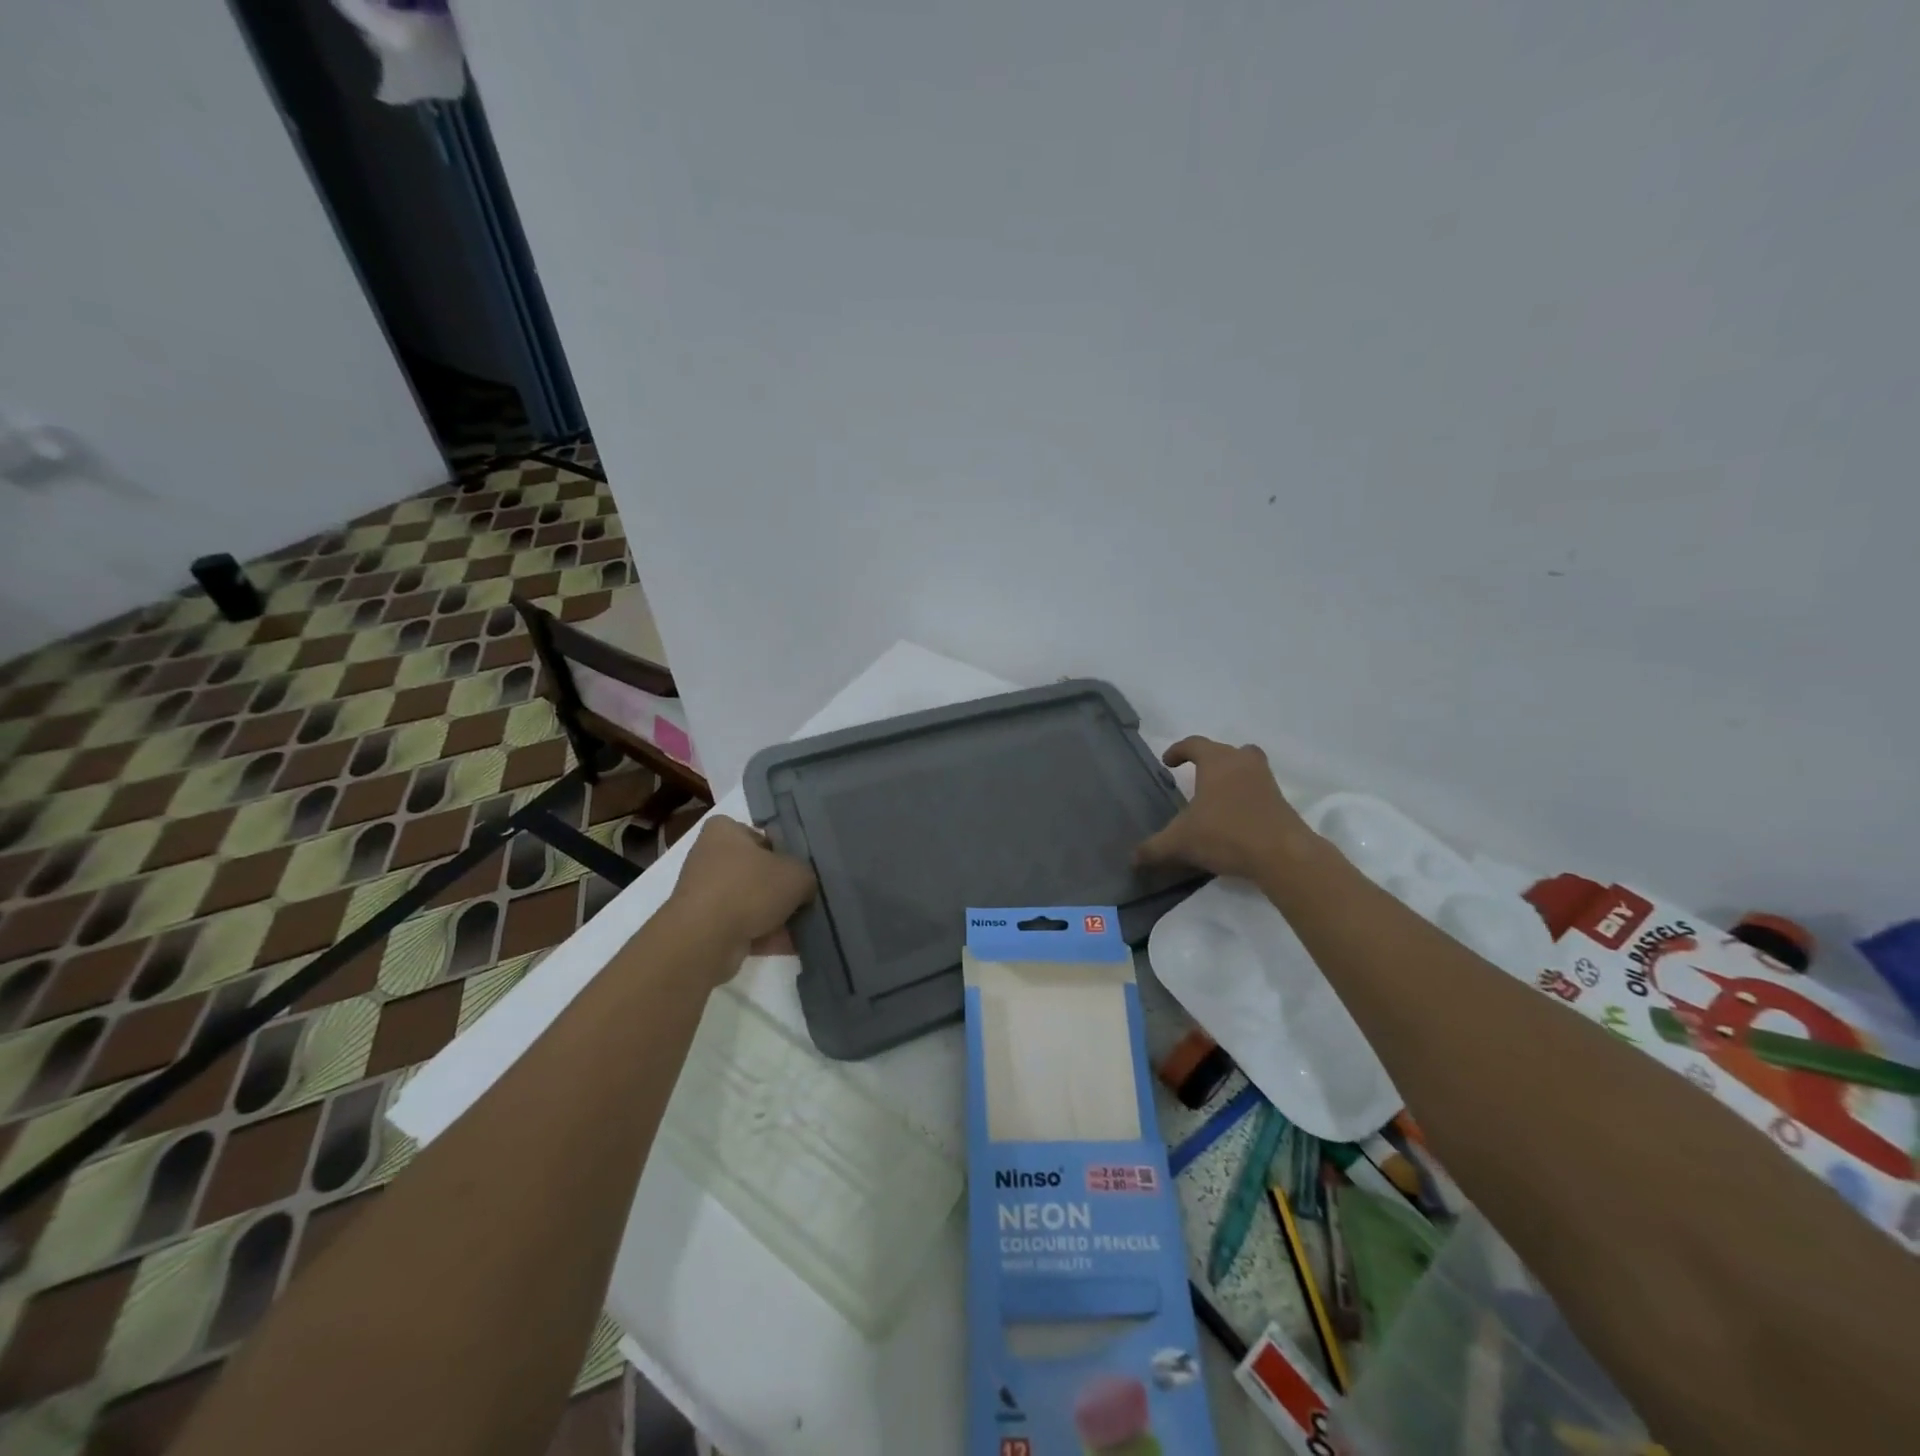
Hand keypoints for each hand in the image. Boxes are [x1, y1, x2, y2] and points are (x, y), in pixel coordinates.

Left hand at [666, 816, 815, 970]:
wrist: (704, 939)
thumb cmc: (749, 889)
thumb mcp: (796, 874)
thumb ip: (806, 875)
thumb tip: (804, 888)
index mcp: (723, 831)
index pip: (759, 834)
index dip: (782, 850)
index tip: (800, 868)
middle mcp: (709, 858)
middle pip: (756, 870)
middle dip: (780, 888)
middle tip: (806, 898)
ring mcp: (705, 894)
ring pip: (750, 901)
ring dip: (775, 915)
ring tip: (804, 926)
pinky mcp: (704, 926)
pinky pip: (743, 927)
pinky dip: (765, 936)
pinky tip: (792, 946)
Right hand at [1134, 737, 1317, 882]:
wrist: (1282, 855)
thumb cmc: (1225, 834)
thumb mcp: (1181, 843)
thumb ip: (1154, 848)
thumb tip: (1132, 858)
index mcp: (1217, 762)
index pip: (1194, 744)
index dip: (1178, 750)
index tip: (1168, 762)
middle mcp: (1243, 763)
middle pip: (1225, 750)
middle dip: (1208, 759)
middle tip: (1195, 775)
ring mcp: (1266, 781)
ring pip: (1247, 767)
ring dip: (1231, 776)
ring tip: (1215, 796)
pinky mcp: (1281, 802)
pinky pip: (1258, 789)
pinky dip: (1245, 796)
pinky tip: (1234, 818)